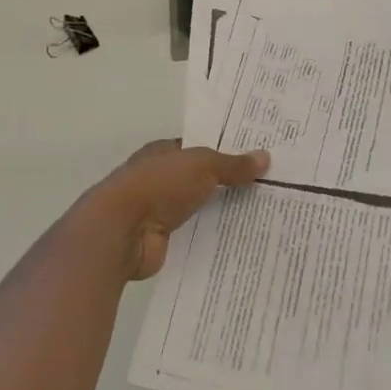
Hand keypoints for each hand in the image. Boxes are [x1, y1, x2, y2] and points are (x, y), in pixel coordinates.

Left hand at [83, 140, 270, 280]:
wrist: (122, 232)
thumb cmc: (158, 185)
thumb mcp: (201, 165)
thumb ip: (232, 164)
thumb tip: (265, 157)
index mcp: (162, 153)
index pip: (197, 148)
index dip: (224, 151)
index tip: (256, 158)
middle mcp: (159, 180)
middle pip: (199, 180)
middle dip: (227, 183)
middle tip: (268, 188)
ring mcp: (159, 211)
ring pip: (198, 209)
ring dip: (221, 212)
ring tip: (263, 215)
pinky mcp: (162, 240)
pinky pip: (194, 236)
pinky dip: (212, 237)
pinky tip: (241, 240)